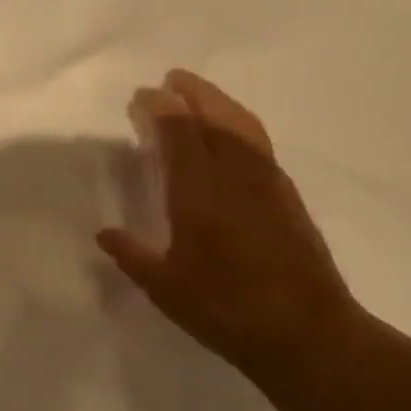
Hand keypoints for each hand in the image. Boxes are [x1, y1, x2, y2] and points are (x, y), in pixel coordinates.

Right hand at [97, 70, 366, 392]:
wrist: (306, 332)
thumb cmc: (227, 310)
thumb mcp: (167, 289)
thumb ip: (133, 256)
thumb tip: (104, 233)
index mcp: (199, 194)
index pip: (179, 135)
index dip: (161, 109)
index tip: (144, 94)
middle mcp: (235, 176)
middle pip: (214, 118)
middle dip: (192, 93)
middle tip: (172, 78)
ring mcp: (267, 183)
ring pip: (243, 125)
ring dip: (220, 103)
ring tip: (201, 95)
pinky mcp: (288, 196)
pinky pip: (260, 143)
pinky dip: (241, 125)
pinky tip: (234, 136)